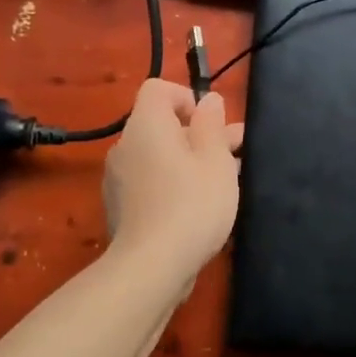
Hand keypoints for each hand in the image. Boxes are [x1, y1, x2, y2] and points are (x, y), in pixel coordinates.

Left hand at [103, 79, 242, 277]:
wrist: (151, 267)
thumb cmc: (192, 204)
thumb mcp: (215, 160)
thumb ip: (212, 125)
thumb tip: (209, 100)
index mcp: (146, 126)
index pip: (158, 89)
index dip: (188, 97)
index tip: (213, 123)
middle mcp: (125, 146)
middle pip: (162, 126)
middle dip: (200, 134)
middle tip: (236, 152)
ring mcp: (119, 179)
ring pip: (159, 157)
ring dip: (191, 161)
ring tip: (226, 181)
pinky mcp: (122, 208)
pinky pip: (151, 182)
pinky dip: (174, 184)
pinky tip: (200, 207)